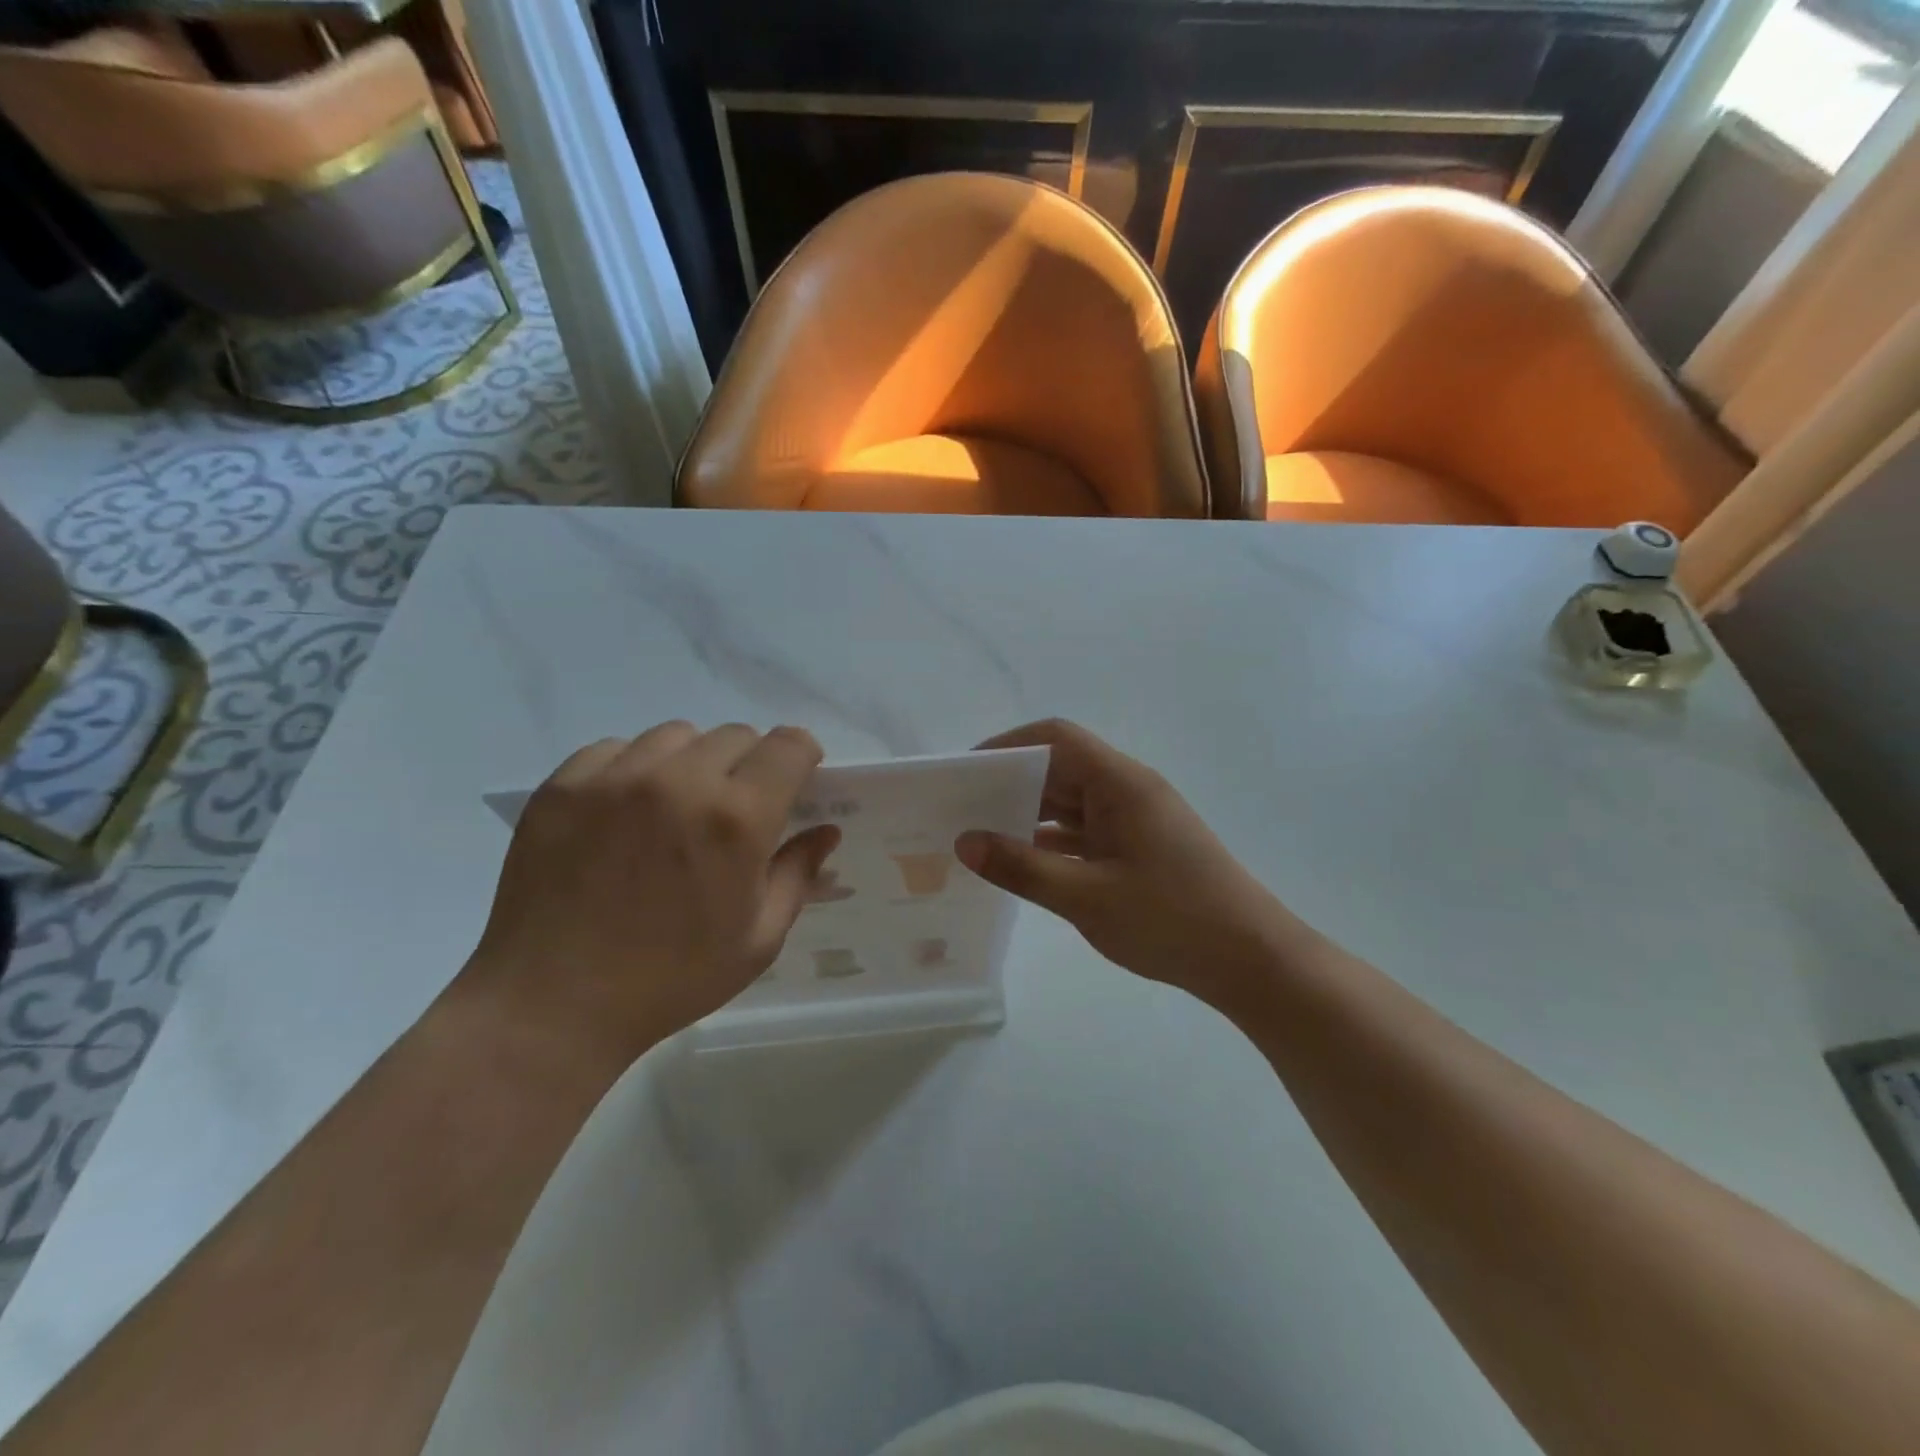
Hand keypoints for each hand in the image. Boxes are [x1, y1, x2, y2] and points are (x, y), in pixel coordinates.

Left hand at [464, 722, 838, 1059]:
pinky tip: (624, 813)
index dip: (802, 757)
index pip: (789, 745)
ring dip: (692, 762)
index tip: (796, 782)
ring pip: (676, 736)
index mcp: (737, 818)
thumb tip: (826, 831)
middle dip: (750, 765)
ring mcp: (615, 777)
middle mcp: (680, 780)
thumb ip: (798, 874)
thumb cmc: (672, 979)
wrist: (552, 1006)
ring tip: (675, 809)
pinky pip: (615, 748)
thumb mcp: (758, 939)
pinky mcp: (563, 785)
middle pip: (736, 735)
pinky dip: (633, 769)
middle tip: (733, 811)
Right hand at [955, 720, 1309, 1010]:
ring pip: (1072, 802)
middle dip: (1012, 783)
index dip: (1009, 746)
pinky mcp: (1139, 847)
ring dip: (1030, 814)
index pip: (1056, 738)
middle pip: (1061, 768)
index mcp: (1120, 783)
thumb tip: (965, 841)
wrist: (1251, 959)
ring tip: (980, 836)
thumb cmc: (1171, 919)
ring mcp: (1136, 819)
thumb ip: (1022, 868)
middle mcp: (1128, 790)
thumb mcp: (1086, 896)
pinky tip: (1022, 863)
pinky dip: (1052, 841)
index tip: (967, 772)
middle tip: (962, 808)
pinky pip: (1085, 831)